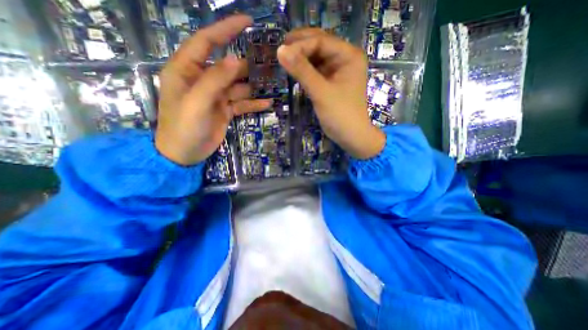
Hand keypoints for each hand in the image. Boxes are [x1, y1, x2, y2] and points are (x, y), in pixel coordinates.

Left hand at [155, 14, 271, 164]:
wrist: (184, 153)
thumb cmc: (184, 127)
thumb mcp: (197, 102)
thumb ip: (215, 80)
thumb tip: (236, 60)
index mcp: (187, 70)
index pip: (207, 42)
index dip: (225, 29)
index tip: (247, 22)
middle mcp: (202, 80)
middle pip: (228, 66)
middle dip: (247, 64)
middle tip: (268, 62)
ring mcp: (215, 96)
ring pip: (238, 86)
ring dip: (253, 85)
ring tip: (272, 83)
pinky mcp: (224, 110)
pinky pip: (241, 103)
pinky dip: (253, 103)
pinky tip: (267, 104)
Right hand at [279, 28, 388, 158]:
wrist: (351, 136)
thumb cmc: (340, 115)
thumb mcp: (321, 92)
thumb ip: (302, 71)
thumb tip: (280, 50)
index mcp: (349, 56)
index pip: (321, 41)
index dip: (300, 45)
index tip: (281, 52)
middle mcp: (345, 59)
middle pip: (319, 45)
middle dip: (300, 47)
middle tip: (279, 50)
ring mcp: (338, 71)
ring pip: (317, 58)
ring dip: (301, 58)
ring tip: (283, 60)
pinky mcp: (332, 82)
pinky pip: (316, 71)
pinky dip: (305, 70)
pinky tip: (294, 71)